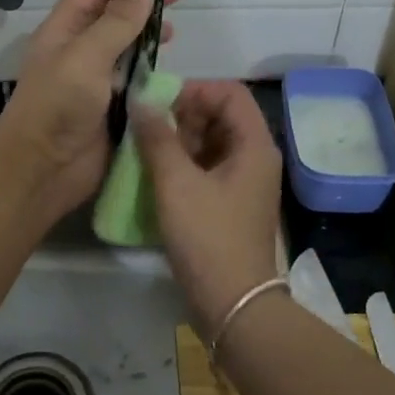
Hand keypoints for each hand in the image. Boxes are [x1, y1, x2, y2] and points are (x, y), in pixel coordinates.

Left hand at [0, 0, 182, 223]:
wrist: (42, 170)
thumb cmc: (57, 106)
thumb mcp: (86, 57)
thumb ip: (117, 21)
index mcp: (65, 29)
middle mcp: (80, 48)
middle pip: (114, 13)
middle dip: (143, 3)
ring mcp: (96, 78)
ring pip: (127, 46)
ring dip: (149, 35)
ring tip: (174, 34)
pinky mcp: (112, 105)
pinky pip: (135, 79)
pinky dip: (152, 69)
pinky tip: (169, 68)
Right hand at [131, 81, 282, 334]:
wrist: (234, 305)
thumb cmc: (208, 237)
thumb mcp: (176, 183)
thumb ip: (157, 138)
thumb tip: (140, 101)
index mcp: (254, 144)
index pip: (229, 92)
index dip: (194, 89)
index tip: (159, 101)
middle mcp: (255, 157)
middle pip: (221, 115)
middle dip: (183, 114)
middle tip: (148, 127)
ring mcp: (244, 181)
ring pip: (211, 142)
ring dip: (179, 139)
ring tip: (146, 149)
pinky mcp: (231, 202)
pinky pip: (208, 167)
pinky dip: (184, 163)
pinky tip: (156, 172)